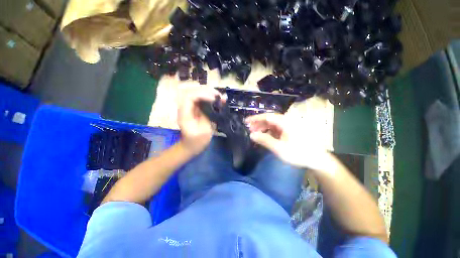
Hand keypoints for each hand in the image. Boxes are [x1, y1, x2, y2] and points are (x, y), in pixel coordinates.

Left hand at [177, 86, 223, 155]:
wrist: (191, 146)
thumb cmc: (197, 141)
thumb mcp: (204, 131)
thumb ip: (207, 116)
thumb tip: (213, 104)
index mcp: (184, 114)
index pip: (190, 97)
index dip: (202, 95)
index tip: (214, 99)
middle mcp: (185, 108)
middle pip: (193, 92)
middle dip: (207, 92)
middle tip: (219, 96)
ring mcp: (190, 108)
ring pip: (197, 94)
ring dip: (209, 93)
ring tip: (220, 97)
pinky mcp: (194, 109)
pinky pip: (201, 99)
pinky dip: (209, 98)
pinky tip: (217, 99)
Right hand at [246, 113, 332, 170]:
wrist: (316, 159)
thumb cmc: (298, 153)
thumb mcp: (279, 148)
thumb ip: (264, 140)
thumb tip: (251, 135)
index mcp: (285, 123)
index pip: (267, 116)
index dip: (255, 118)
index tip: (246, 121)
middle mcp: (286, 122)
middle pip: (269, 120)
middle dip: (258, 124)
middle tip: (249, 130)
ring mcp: (288, 127)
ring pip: (272, 125)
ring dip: (263, 128)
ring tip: (255, 134)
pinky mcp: (289, 132)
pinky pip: (276, 130)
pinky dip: (268, 132)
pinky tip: (264, 137)